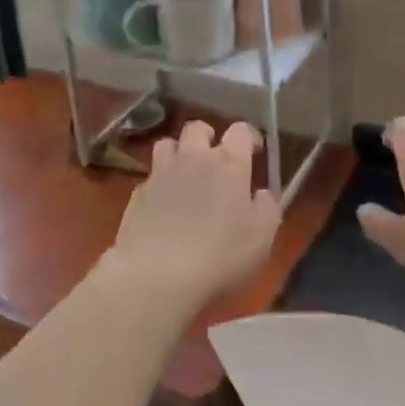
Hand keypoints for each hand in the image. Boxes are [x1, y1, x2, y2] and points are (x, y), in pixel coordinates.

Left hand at [108, 120, 282, 314]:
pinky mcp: (137, 196)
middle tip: (215, 157)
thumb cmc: (219, 255)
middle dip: (208, 136)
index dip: (248, 136)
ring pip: (167, 144)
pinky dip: (159, 184)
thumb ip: (267, 209)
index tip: (254, 151)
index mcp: (229, 164)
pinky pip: (150, 177)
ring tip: (185, 173)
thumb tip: (262, 194)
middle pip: (198, 128)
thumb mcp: (261, 238)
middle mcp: (194, 159)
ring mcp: (161, 174)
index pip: (240, 131)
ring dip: (178, 152)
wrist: (156, 277)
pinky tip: (163, 207)